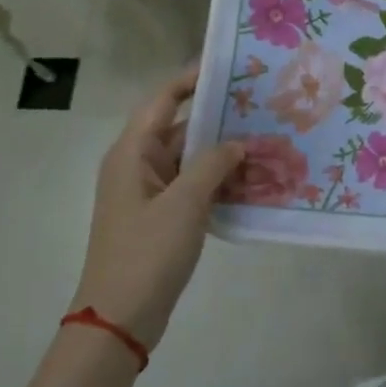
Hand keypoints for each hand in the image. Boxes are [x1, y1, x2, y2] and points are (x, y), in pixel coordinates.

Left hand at [71, 63, 244, 350]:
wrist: (119, 319)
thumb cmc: (146, 252)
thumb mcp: (185, 203)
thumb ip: (214, 164)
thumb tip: (237, 142)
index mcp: (132, 152)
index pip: (163, 99)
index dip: (192, 79)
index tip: (230, 67)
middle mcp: (138, 165)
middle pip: (180, 128)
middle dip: (219, 118)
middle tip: (262, 106)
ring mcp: (150, 192)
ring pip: (191, 159)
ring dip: (223, 152)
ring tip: (266, 140)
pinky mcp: (161, 216)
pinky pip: (193, 185)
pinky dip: (219, 180)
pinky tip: (253, 180)